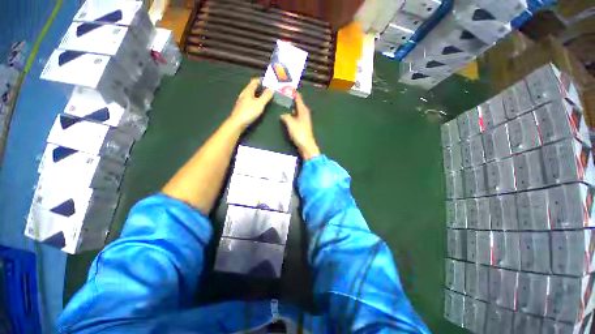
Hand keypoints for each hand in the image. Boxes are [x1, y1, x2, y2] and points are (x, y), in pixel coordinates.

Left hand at [229, 78, 273, 128]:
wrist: (237, 123)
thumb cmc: (249, 112)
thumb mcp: (260, 103)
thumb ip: (266, 96)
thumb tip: (271, 89)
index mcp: (248, 90)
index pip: (255, 81)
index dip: (262, 80)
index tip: (270, 81)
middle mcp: (244, 94)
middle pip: (253, 87)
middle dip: (261, 87)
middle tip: (270, 89)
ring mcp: (243, 101)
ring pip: (251, 94)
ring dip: (258, 94)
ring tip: (266, 96)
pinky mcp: (243, 107)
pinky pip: (251, 100)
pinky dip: (256, 99)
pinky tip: (259, 104)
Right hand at [280, 93, 319, 159]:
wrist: (306, 145)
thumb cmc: (299, 133)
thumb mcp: (291, 123)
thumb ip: (286, 117)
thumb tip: (282, 114)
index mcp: (303, 111)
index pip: (299, 99)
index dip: (295, 94)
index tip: (291, 88)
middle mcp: (305, 114)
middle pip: (299, 105)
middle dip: (293, 100)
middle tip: (285, 96)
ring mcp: (304, 121)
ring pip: (298, 111)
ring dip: (292, 108)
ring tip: (285, 105)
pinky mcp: (303, 126)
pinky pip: (297, 118)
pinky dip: (293, 115)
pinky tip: (288, 117)